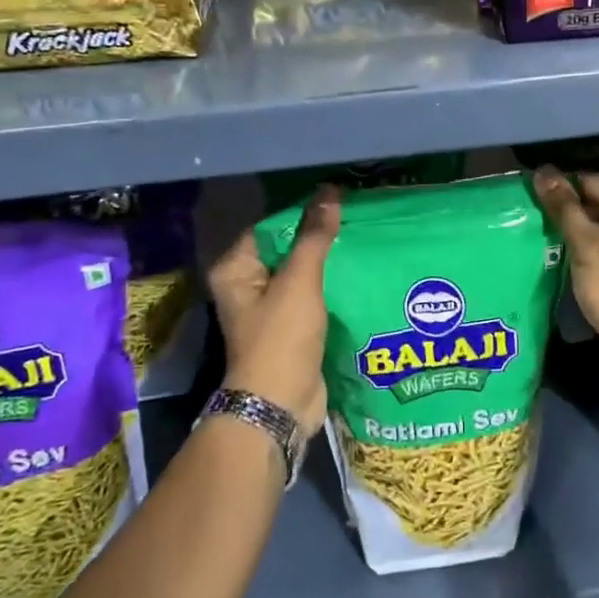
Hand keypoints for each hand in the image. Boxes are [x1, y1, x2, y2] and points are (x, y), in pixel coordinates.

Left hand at [207, 187, 339, 434]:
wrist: (281, 405)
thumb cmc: (282, 338)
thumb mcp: (300, 282)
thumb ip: (314, 237)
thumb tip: (329, 192)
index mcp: (235, 270)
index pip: (270, 227)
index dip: (302, 214)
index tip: (338, 203)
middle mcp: (247, 286)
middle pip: (287, 249)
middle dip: (319, 238)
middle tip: (356, 220)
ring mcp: (269, 309)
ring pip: (303, 274)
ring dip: (329, 263)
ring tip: (363, 242)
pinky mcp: (291, 328)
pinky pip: (313, 297)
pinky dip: (332, 287)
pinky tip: (360, 275)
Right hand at [531, 166, 598, 387]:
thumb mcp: (586, 245)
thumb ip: (564, 207)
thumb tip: (543, 171)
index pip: (588, 180)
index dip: (558, 189)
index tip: (526, 199)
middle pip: (592, 200)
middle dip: (562, 211)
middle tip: (526, 220)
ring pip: (593, 225)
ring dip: (568, 232)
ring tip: (534, 236)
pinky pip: (598, 245)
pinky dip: (579, 249)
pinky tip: (554, 255)